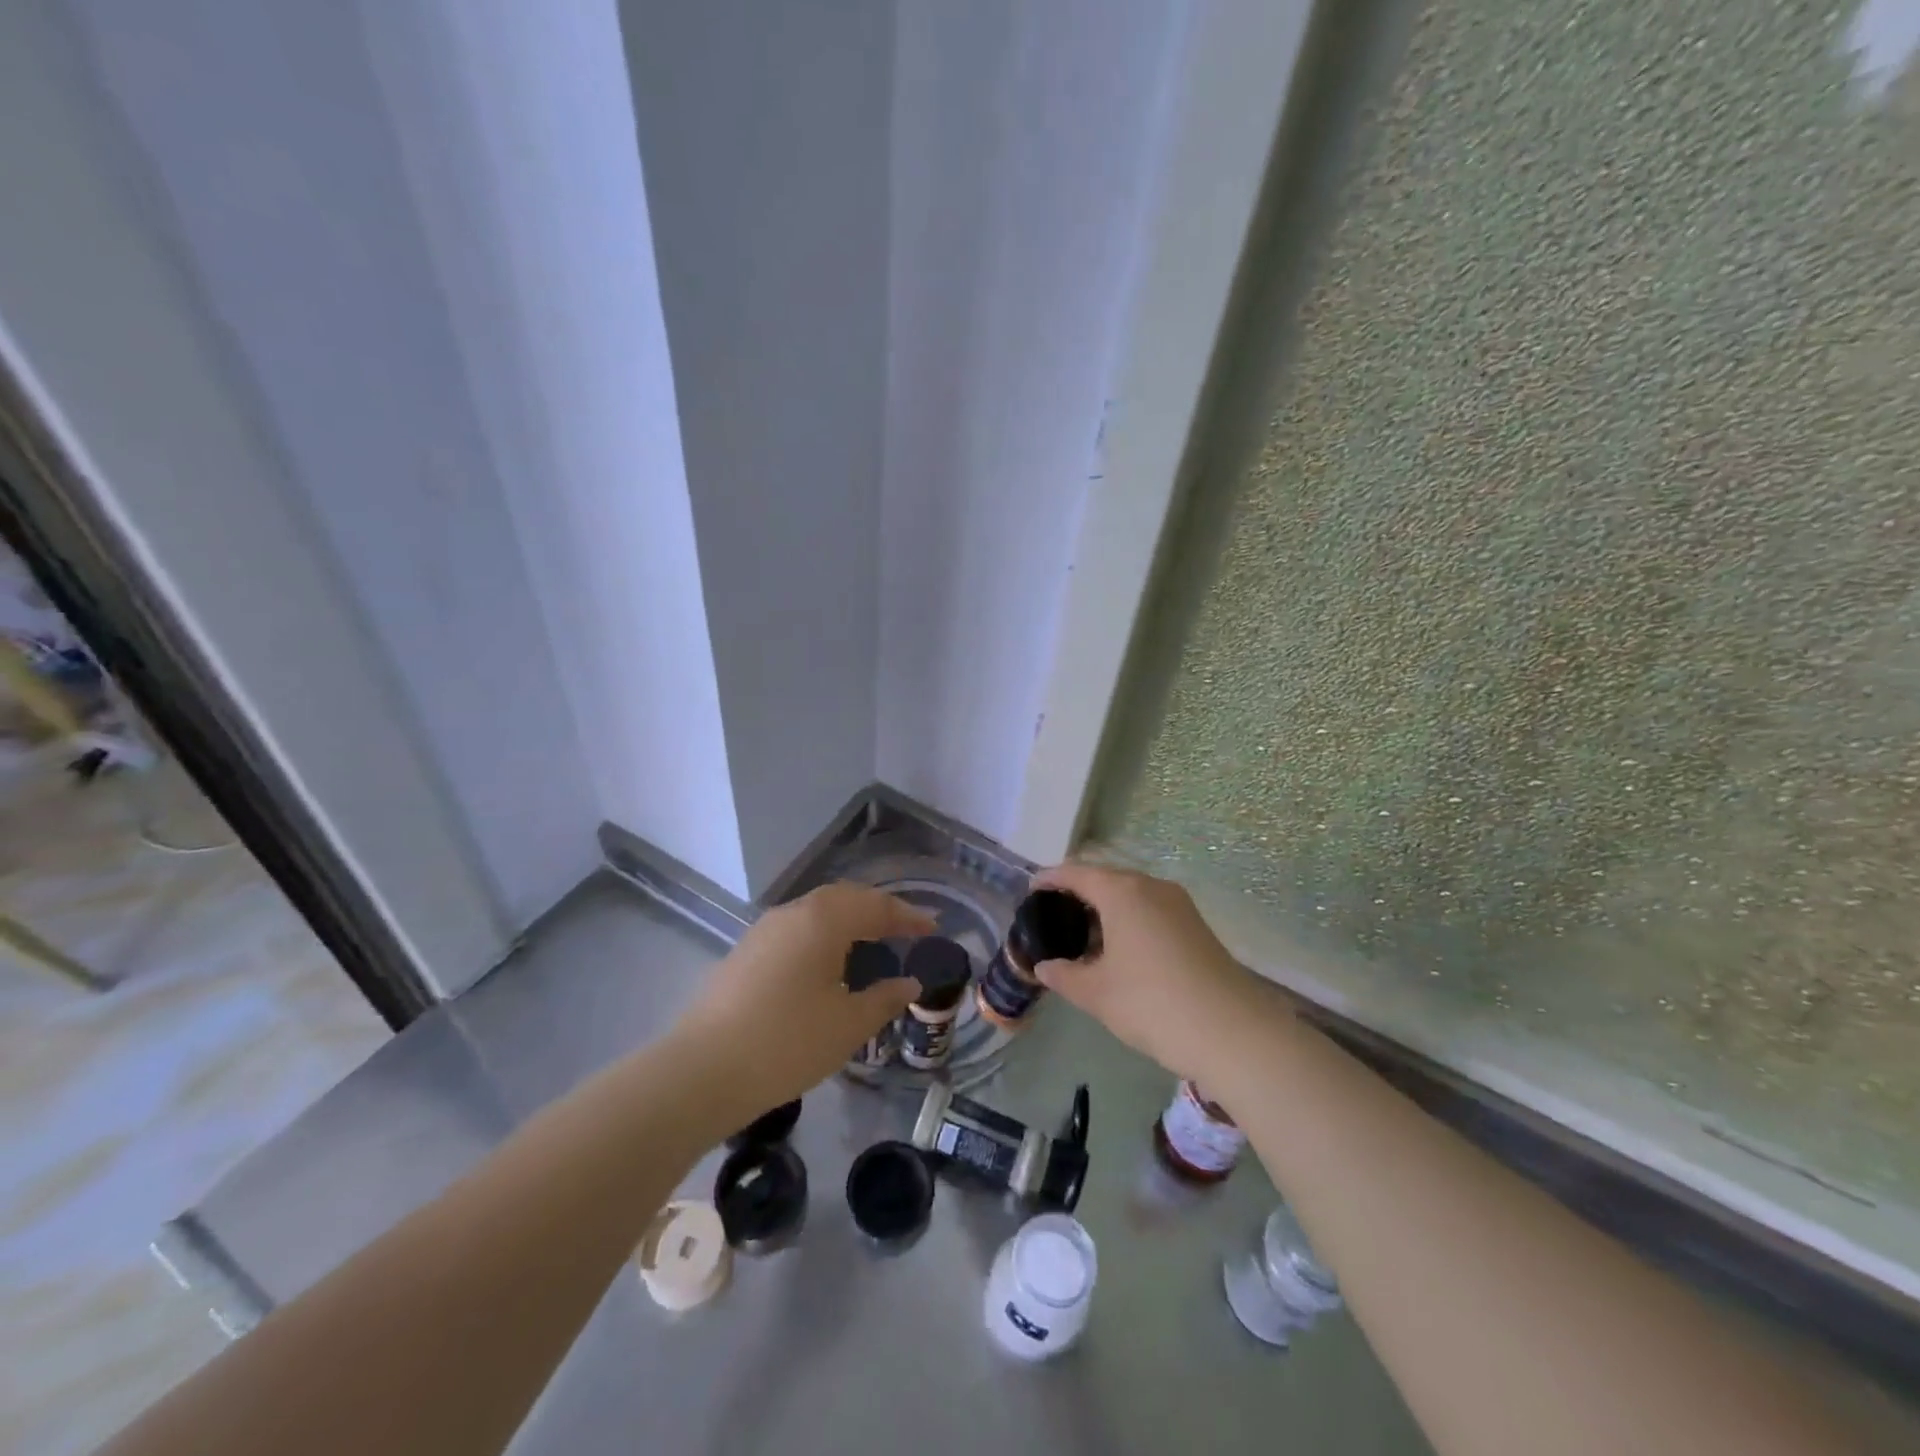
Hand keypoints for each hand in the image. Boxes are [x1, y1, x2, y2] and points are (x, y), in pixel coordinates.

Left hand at [672, 882, 934, 1118]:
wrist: (702, 1071)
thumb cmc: (788, 1043)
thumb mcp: (848, 1025)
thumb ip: (885, 999)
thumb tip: (909, 983)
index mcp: (823, 920)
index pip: (876, 906)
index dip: (908, 916)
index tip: (934, 927)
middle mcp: (793, 913)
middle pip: (845, 898)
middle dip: (878, 909)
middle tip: (905, 928)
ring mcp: (764, 930)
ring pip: (817, 911)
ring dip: (849, 919)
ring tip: (871, 940)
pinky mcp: (746, 952)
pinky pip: (797, 928)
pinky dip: (823, 934)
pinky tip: (828, 961)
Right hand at [1031, 863, 1283, 1082]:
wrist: (1233, 1033)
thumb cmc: (1153, 1004)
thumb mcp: (1097, 993)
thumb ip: (1064, 975)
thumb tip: (1044, 967)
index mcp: (1122, 892)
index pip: (1076, 872)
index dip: (1050, 879)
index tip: (1031, 890)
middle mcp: (1151, 887)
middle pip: (1105, 879)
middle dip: (1078, 894)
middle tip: (1053, 918)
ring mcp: (1179, 905)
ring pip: (1131, 895)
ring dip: (1105, 909)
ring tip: (1083, 939)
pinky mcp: (1196, 925)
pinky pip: (1151, 910)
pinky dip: (1128, 920)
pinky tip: (1119, 951)